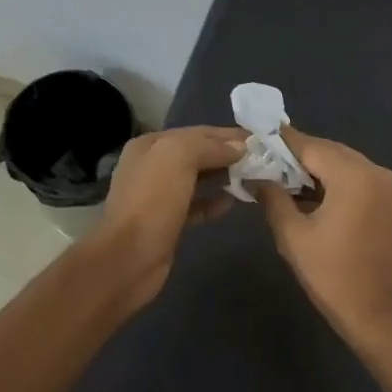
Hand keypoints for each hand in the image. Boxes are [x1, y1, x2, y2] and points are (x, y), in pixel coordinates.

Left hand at [89, 125, 245, 305]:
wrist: (129, 258)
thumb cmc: (153, 201)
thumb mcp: (178, 158)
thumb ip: (209, 146)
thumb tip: (239, 147)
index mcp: (150, 145)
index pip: (196, 132)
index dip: (227, 134)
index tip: (259, 140)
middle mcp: (151, 166)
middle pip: (197, 154)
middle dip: (227, 154)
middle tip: (261, 159)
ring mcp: (158, 196)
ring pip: (197, 179)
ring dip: (223, 176)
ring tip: (252, 178)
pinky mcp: (167, 222)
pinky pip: (196, 205)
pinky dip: (213, 202)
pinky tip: (231, 203)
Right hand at [255, 129, 391, 343]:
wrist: (380, 315)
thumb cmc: (333, 276)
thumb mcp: (293, 236)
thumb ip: (273, 198)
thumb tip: (257, 177)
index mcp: (354, 175)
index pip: (311, 146)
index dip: (281, 142)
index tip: (255, 137)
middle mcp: (375, 171)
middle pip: (329, 151)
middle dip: (296, 156)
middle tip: (262, 161)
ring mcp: (386, 187)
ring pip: (342, 165)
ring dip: (313, 170)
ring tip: (278, 178)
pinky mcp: (388, 203)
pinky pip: (355, 180)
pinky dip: (331, 183)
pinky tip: (305, 194)